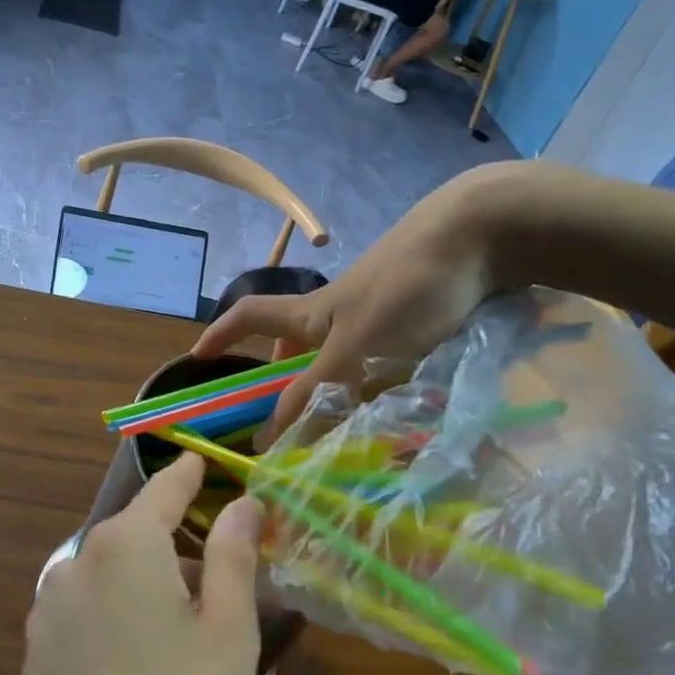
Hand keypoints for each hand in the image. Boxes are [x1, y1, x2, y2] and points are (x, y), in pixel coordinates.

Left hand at [2, 453, 262, 674]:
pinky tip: (148, 672)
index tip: (211, 463)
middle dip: (184, 549)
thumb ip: (235, 556)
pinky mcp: (38, 650)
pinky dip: (125, 616)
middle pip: (141, 534)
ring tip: (195, 642)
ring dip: (155, 588)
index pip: (166, 487)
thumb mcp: (228, 636)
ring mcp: (50, 607)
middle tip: (230, 593)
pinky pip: (93, 610)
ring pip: (117, 574)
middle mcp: (78, 560)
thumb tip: (244, 502)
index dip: (194, 474)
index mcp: (125, 544)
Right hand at [194, 165, 515, 438]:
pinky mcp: (415, 318)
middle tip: (286, 416)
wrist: (477, 237)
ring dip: (333, 386)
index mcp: (312, 313)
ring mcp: (378, 313)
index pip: (250, 317)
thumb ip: (316, 388)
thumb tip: (270, 437)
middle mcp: (338, 313)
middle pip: (295, 341)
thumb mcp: (354, 345)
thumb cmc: (406, 288)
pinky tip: (395, 406)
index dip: (220, 334)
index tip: (197, 358)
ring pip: (341, 355)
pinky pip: (380, 359)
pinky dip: (375, 383)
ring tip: (342, 424)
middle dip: (284, 374)